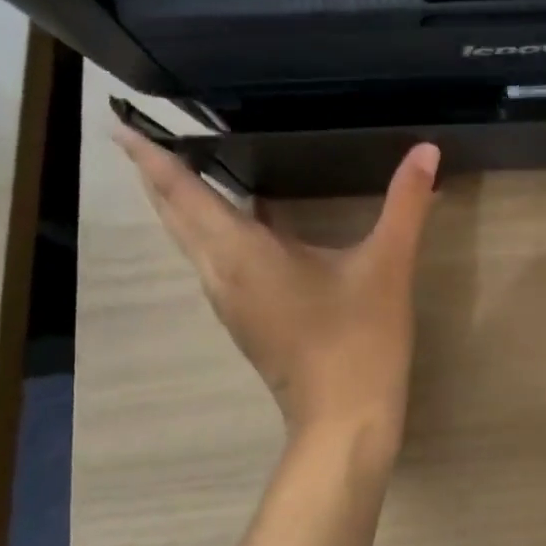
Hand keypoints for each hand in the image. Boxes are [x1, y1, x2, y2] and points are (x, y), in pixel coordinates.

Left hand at [114, 128, 441, 453]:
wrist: (345, 421)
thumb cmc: (358, 339)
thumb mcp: (387, 266)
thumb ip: (404, 204)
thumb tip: (427, 149)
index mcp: (243, 253)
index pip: (184, 193)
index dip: (151, 157)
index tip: (119, 124)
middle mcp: (222, 275)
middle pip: (175, 218)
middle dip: (156, 178)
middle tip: (143, 138)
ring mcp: (231, 304)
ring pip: (191, 245)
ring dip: (179, 207)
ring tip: (183, 170)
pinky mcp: (248, 322)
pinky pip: (213, 264)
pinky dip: (208, 234)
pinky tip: (240, 226)